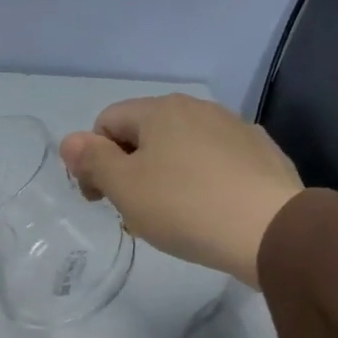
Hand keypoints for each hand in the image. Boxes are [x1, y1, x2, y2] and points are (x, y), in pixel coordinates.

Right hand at [59, 95, 303, 287]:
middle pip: (144, 134)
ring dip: (162, 176)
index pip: (106, 122)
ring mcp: (234, 128)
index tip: (99, 199)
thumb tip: (70, 141)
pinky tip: (204, 212)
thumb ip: (92, 160)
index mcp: (160, 110)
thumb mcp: (124, 187)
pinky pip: (213, 163)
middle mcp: (197, 108)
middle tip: (131, 211)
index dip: (92, 160)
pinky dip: (198, 182)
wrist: (268, 229)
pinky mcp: (259, 154)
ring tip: (168, 216)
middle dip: (128, 169)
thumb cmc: (182, 206)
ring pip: (179, 149)